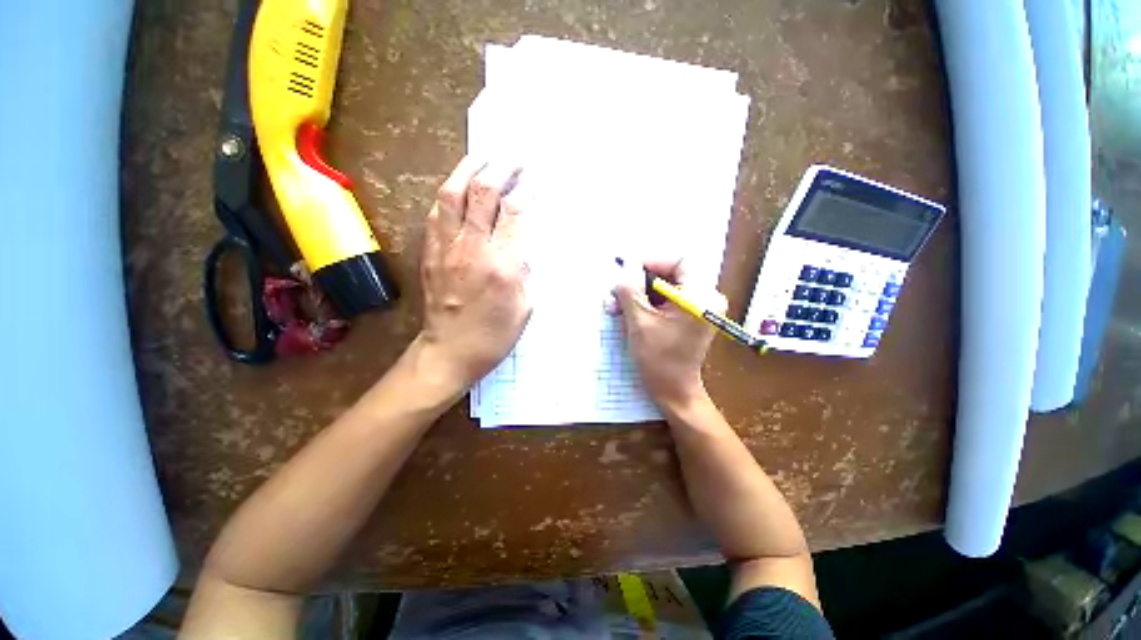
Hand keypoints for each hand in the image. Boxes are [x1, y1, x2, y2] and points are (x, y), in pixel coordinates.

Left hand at [416, 157, 531, 389]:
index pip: (516, 212)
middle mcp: (473, 249)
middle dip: (501, 168)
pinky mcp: (430, 253)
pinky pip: (437, 213)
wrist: (450, 352)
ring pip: (453, 194)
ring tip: (484, 157)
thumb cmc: (494, 335)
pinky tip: (458, 186)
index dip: (527, 189)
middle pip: (483, 193)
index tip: (536, 176)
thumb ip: (526, 271)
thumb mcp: (525, 307)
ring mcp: (446, 248)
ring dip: (469, 169)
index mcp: (503, 265)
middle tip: (514, 156)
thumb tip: (524, 245)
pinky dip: (449, 193)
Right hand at [613, 258, 721, 412]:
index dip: (650, 260)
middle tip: (615, 291)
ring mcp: (696, 307)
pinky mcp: (686, 315)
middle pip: (669, 273)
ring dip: (638, 293)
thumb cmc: (659, 359)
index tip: (625, 269)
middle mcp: (704, 297)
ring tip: (615, 306)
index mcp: (700, 297)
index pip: (679, 260)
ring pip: (663, 287)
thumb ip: (630, 290)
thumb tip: (624, 264)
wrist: (673, 391)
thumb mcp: (640, 322)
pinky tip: (625, 312)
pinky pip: (663, 300)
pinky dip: (644, 303)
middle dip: (639, 280)